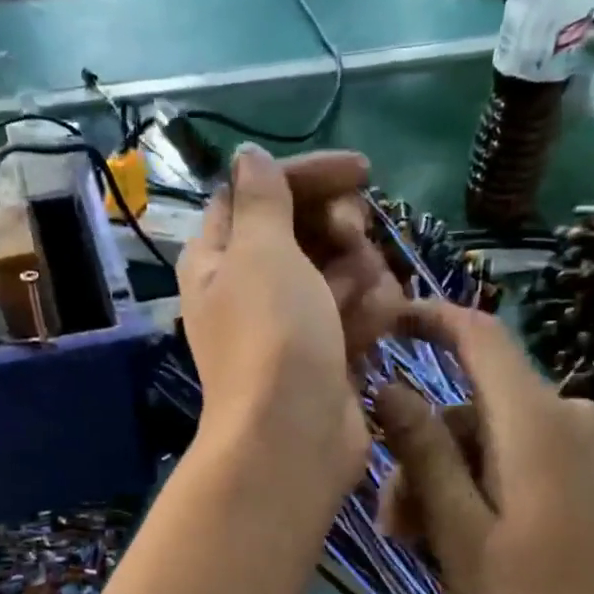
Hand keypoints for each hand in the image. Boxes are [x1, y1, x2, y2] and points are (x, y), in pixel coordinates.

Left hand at [178, 145, 401, 501]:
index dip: (307, 175)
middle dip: (339, 229)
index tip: (361, 172)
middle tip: (353, 240)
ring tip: (360, 303)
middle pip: (307, 228)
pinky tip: (374, 328)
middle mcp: (251, 286)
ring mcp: (292, 323)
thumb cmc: (272, 336)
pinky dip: (368, 315)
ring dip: (361, 276)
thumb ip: (260, 199)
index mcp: (219, 257)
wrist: (293, 437)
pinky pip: (357, 312)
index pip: (259, 192)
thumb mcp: (260, 252)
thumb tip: (247, 157)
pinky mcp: (327, 353)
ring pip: (341, 269)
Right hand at [373, 301, 593, 593]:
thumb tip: (388, 387)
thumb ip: (423, 452)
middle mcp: (565, 416)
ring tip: (420, 547)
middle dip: (421, 455)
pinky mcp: (590, 478)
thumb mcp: (459, 531)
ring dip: (445, 483)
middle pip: (470, 409)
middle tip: (391, 525)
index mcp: (533, 419)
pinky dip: (479, 489)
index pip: (478, 335)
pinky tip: (460, 542)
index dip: (428, 318)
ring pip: (488, 442)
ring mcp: (584, 448)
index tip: (381, 322)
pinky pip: (517, 461)